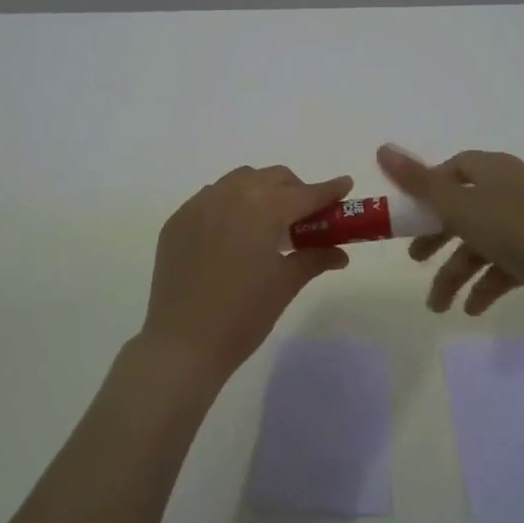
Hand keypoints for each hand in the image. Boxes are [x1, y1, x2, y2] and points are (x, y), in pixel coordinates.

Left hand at [140, 166, 353, 382]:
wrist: (183, 343)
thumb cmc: (243, 315)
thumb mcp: (286, 284)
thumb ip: (314, 258)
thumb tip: (340, 253)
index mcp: (263, 208)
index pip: (305, 193)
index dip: (329, 190)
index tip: (345, 185)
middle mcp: (230, 194)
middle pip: (272, 178)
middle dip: (294, 190)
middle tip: (305, 217)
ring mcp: (199, 205)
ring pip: (239, 181)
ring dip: (261, 192)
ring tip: (268, 223)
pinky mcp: (178, 220)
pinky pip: (211, 198)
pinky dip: (230, 205)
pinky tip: (233, 233)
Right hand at [378, 144, 523, 323]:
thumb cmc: (519, 230)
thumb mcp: (461, 205)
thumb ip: (418, 182)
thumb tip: (381, 148)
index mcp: (494, 171)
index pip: (454, 169)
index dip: (429, 188)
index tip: (410, 213)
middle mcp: (511, 192)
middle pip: (463, 210)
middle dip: (436, 237)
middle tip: (415, 260)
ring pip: (481, 244)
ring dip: (456, 273)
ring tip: (439, 306)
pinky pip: (503, 267)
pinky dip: (485, 285)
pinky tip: (473, 308)